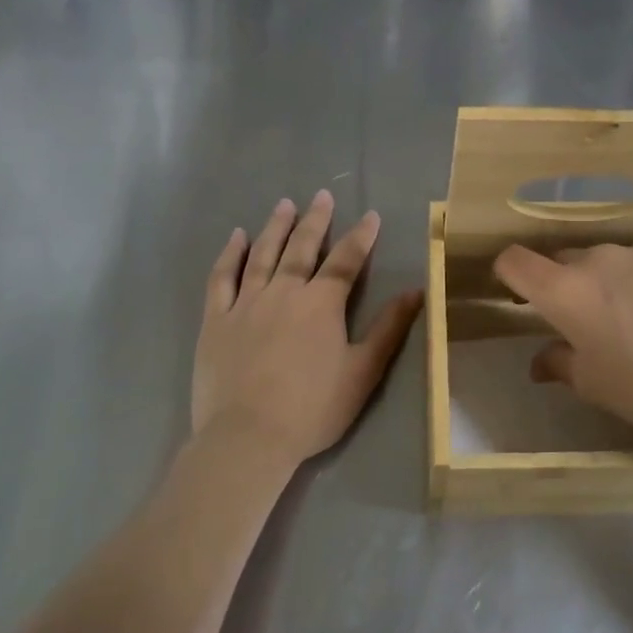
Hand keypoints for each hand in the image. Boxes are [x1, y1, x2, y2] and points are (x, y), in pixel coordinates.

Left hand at [194, 190, 421, 469]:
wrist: (248, 437)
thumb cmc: (312, 409)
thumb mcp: (362, 372)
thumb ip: (389, 329)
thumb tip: (417, 292)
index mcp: (321, 304)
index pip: (346, 261)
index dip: (361, 237)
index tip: (370, 215)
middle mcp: (284, 292)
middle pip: (302, 247)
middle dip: (316, 220)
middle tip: (322, 195)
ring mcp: (246, 303)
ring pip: (263, 254)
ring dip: (276, 227)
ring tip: (284, 204)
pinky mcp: (216, 320)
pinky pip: (222, 278)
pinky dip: (230, 254)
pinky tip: (236, 236)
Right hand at [492, 242, 632, 454]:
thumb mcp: (595, 386)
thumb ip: (559, 364)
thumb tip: (540, 360)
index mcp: (566, 290)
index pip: (514, 260)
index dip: (507, 274)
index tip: (520, 297)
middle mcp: (598, 258)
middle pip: (562, 260)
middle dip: (562, 285)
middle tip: (583, 322)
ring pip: (606, 260)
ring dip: (606, 282)